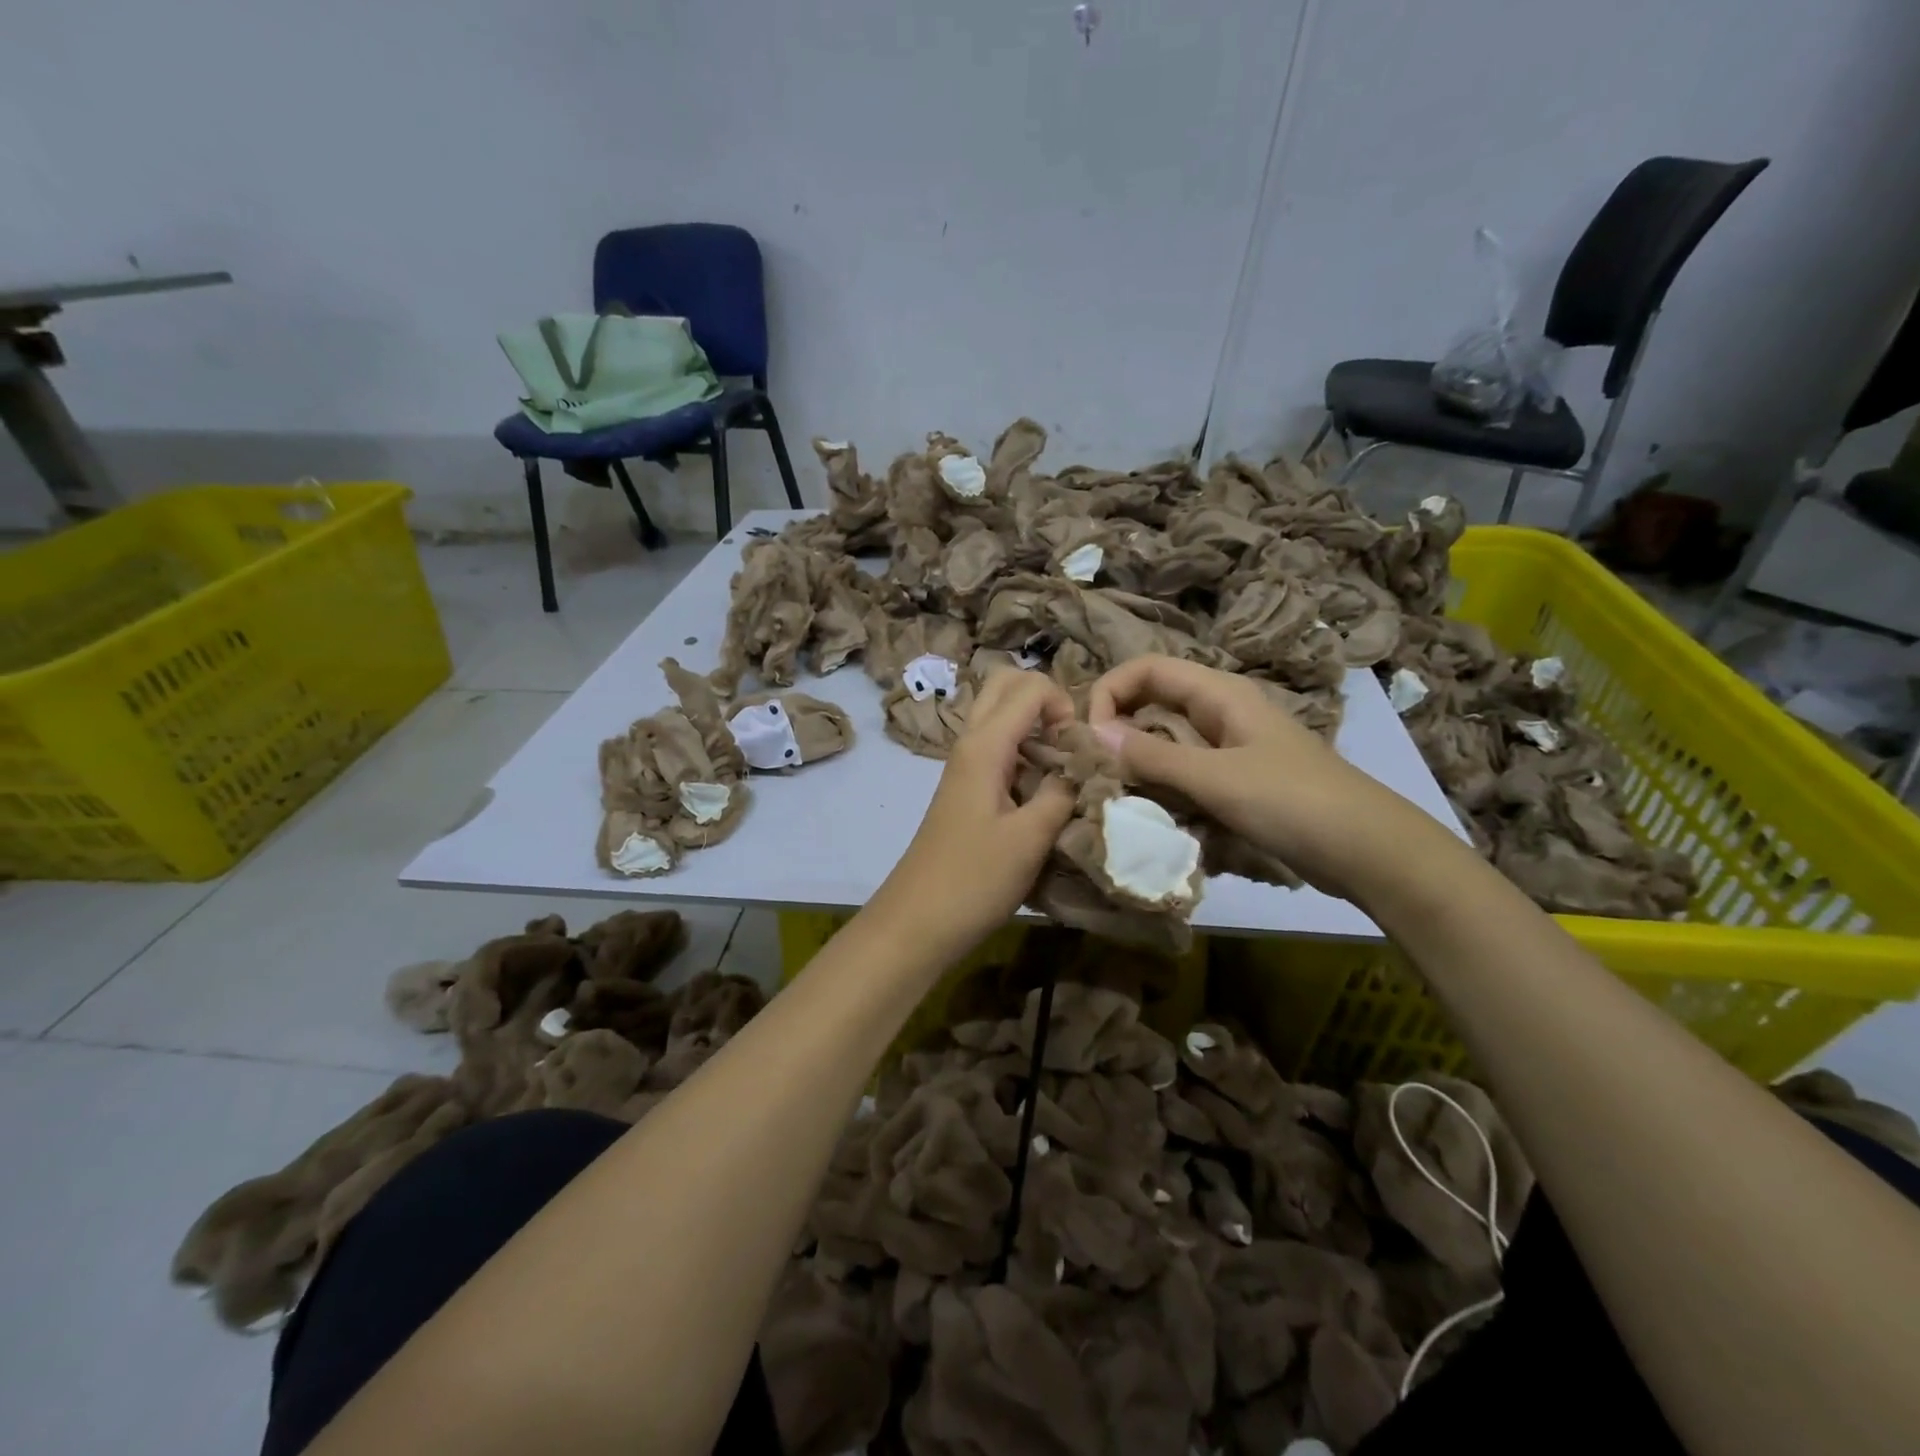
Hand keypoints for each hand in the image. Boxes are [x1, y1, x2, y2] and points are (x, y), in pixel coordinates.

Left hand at [866, 669, 1076, 963]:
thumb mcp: (1030, 838)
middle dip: (1045, 701)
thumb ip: (1063, 793)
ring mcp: (964, 767)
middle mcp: (970, 743)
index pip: (1030, 687)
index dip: (1065, 706)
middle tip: (1070, 745)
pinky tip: (1042, 796)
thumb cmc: (974, 879)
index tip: (1081, 750)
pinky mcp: (965, 790)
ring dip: (1035, 729)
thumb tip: (1085, 767)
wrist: (917, 922)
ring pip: (1000, 718)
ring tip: (1064, 773)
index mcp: (984, 745)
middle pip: (1006, 687)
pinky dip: (1024, 755)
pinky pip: (997, 750)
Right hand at [1088, 655, 1441, 898]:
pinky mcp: (1234, 781)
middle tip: (1092, 767)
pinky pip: (1183, 772)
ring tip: (1113, 792)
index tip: (1089, 735)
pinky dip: (1160, 785)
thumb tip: (1092, 732)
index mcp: (1220, 694)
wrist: (1368, 851)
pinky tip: (1148, 810)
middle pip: (1153, 702)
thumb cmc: (1293, 803)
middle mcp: (1220, 712)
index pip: (1147, 668)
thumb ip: (1153, 756)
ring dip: (1136, 761)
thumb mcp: (1216, 778)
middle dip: (1117, 727)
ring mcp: (1228, 748)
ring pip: (1165, 740)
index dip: (1110, 691)